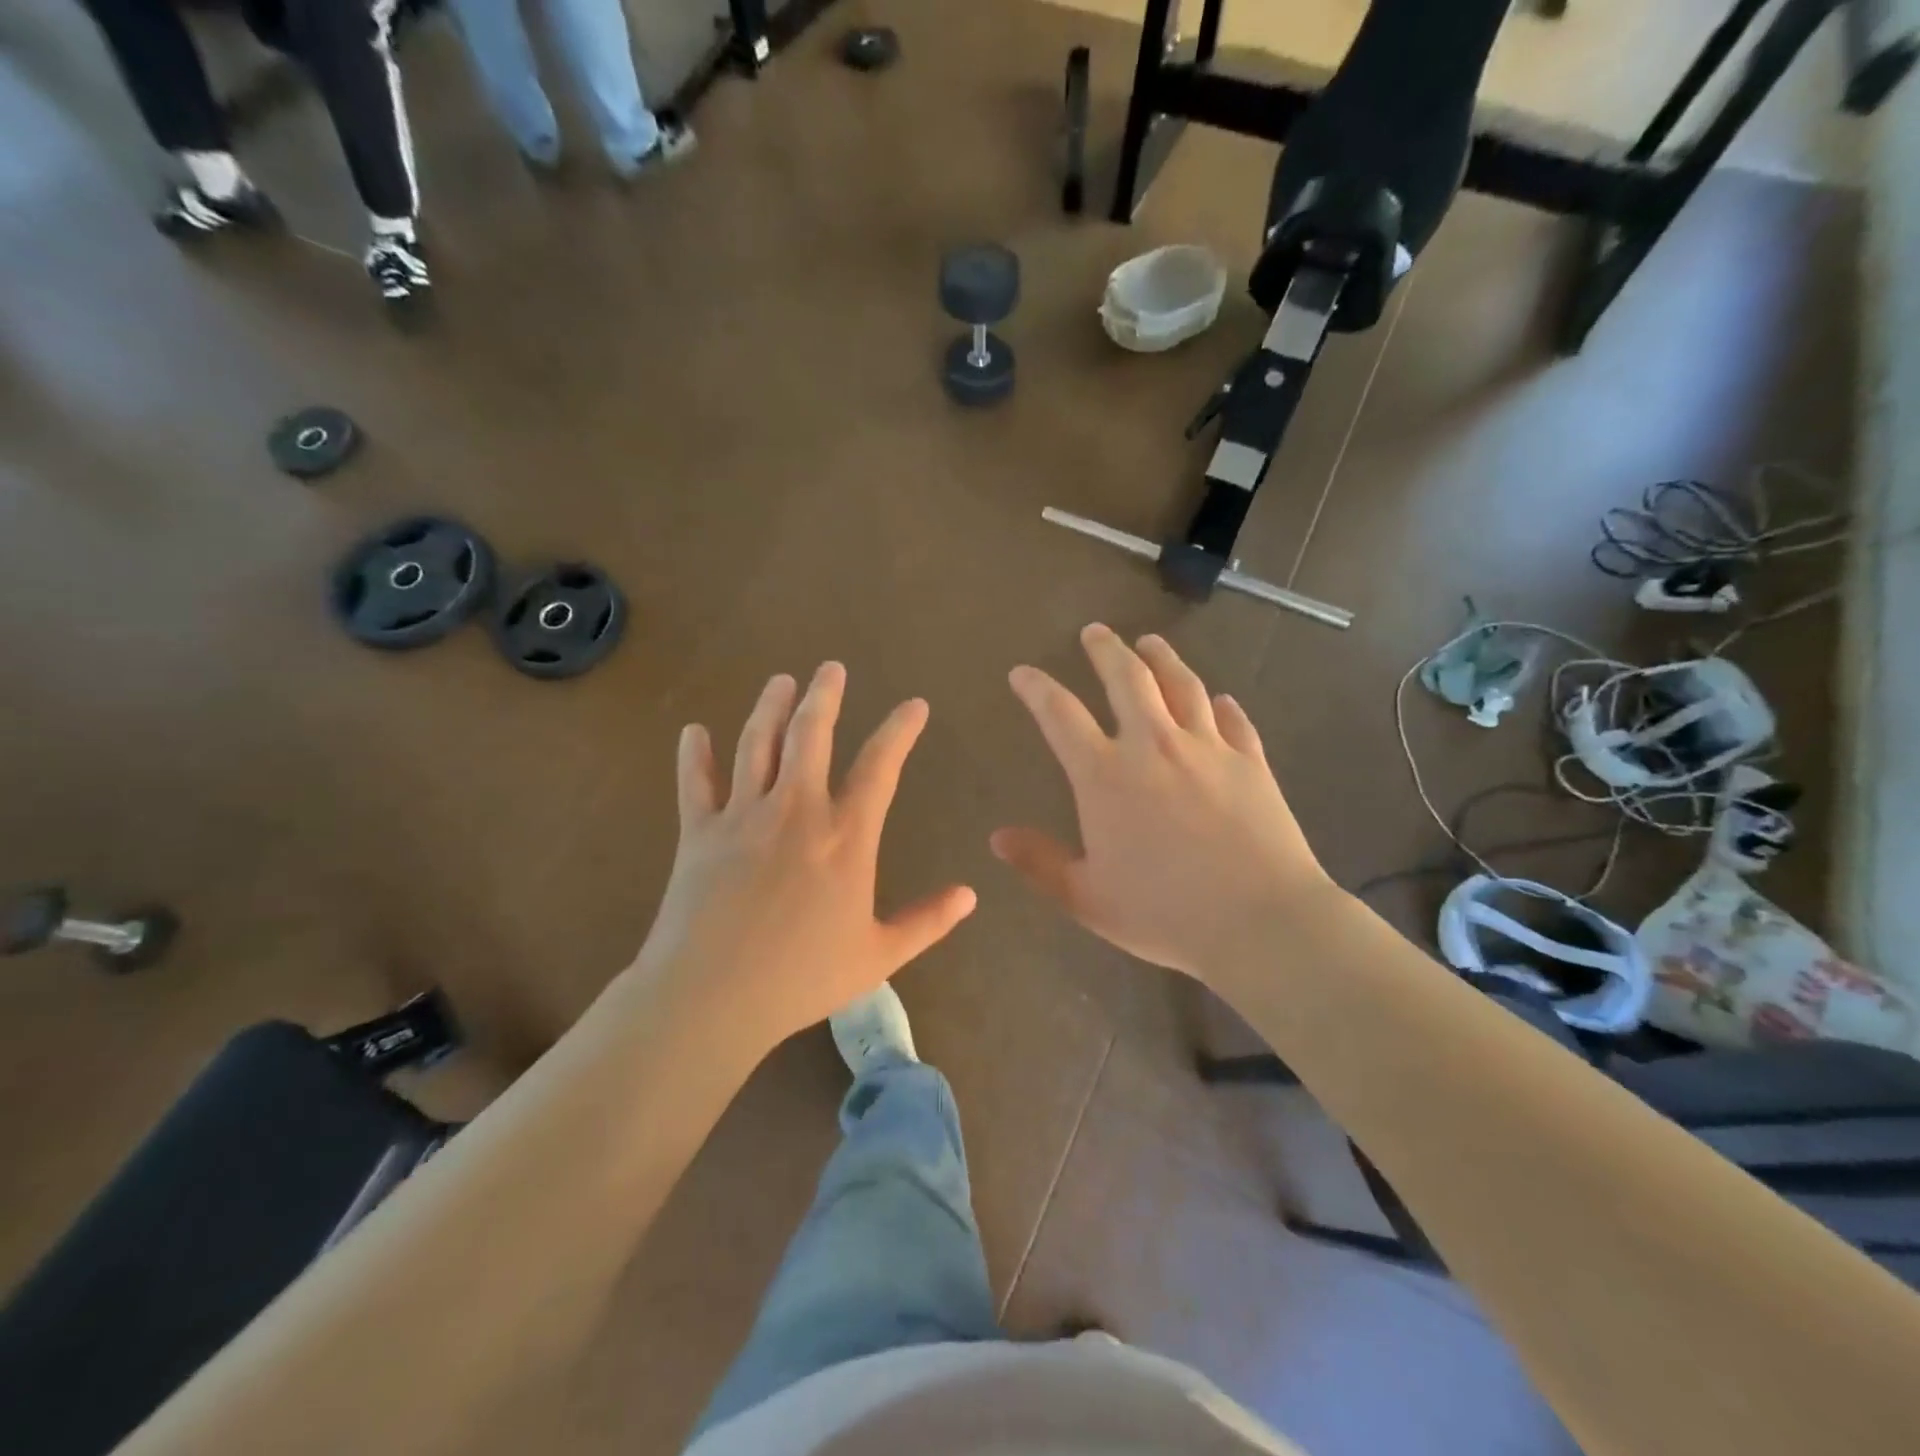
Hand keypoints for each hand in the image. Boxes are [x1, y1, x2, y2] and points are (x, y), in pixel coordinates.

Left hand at [635, 663, 976, 1057]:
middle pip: (810, 734)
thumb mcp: (878, 955)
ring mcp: (743, 816)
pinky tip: (694, 731)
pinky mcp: (699, 832)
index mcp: (845, 836)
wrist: (711, 998)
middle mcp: (796, 810)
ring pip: (757, 744)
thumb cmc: (801, 978)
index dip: (900, 729)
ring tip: (781, 681)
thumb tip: (970, 895)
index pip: (880, 766)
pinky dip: (694, 754)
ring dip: (770, 707)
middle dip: (824, 695)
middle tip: (831, 668)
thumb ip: (927, 921)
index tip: (914, 705)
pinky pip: (695, 782)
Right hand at [992, 625, 1333, 983]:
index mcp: (1105, 775)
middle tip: (1095, 631)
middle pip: (1127, 679)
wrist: (1260, 922)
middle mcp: (1153, 746)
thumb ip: (1039, 863)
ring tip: (1150, 642)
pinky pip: (1234, 721)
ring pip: (1182, 686)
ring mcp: (1208, 749)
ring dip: (1162, 659)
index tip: (1022, 673)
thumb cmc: (1164, 913)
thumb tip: (997, 837)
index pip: (1060, 715)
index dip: (1036, 689)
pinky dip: (1222, 706)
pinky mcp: (1251, 762)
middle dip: (1106, 650)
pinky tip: (1220, 699)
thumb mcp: (1087, 898)